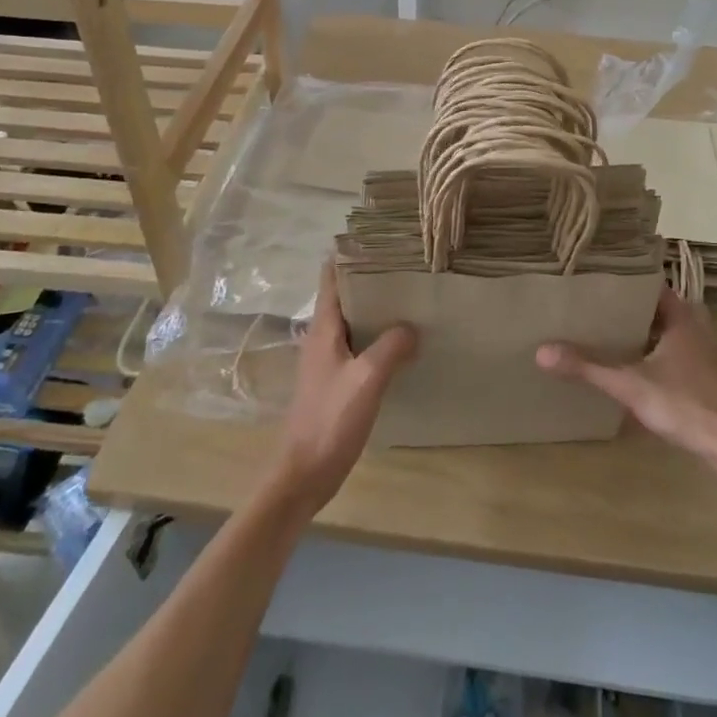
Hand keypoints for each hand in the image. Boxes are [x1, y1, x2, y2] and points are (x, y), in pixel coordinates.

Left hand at [267, 260, 416, 521]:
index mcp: (323, 328)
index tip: (380, 240)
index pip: (331, 277)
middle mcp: (321, 337)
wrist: (303, 475)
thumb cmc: (330, 421)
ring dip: (375, 309)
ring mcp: (326, 360)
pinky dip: (376, 336)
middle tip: (406, 266)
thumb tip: (413, 326)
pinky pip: (358, 346)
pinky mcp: (335, 381)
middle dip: (371, 279)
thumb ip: (391, 347)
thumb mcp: (366, 380)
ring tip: (409, 298)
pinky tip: (400, 343)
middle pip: (345, 296)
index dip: (350, 255)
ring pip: (353, 321)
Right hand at [537, 289, 716, 475]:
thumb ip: (588, 367)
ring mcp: (707, 353)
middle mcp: (696, 326)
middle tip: (592, 303)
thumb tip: (542, 351)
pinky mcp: (710, 378)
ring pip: (667, 332)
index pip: (649, 282)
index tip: (594, 275)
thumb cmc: (688, 405)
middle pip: (656, 307)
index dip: (623, 278)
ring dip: (642, 331)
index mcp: (681, 315)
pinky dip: (655, 353)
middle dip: (627, 306)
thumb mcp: (632, 385)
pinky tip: (635, 367)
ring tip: (606, 331)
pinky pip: (676, 353)